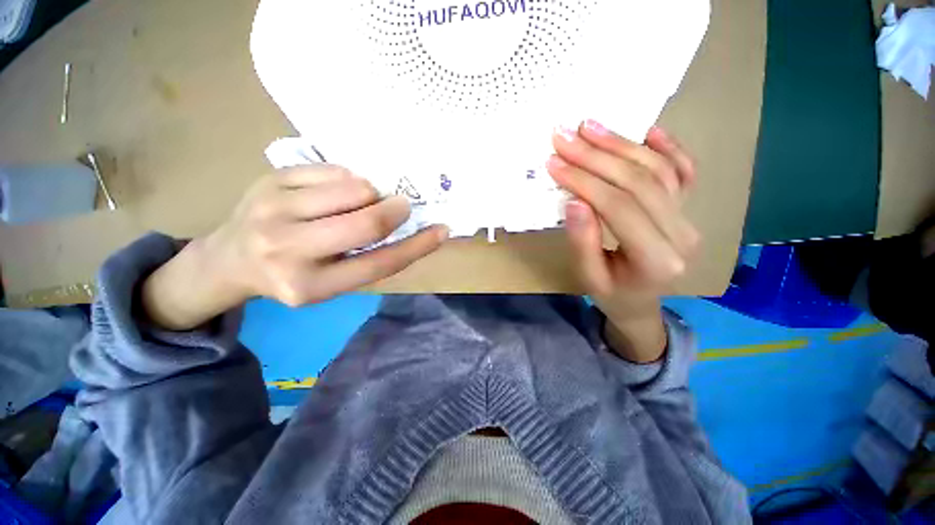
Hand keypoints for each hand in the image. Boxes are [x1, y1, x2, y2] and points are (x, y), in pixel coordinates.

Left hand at [142, 166, 447, 329]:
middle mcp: (288, 250)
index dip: (417, 246)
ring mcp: (273, 210)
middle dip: (395, 211)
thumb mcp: (333, 281)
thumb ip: (370, 259)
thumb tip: (410, 228)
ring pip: (353, 189)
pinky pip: (333, 171)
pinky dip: (348, 180)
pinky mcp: (269, 180)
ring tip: (362, 201)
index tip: (442, 230)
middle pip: (367, 222)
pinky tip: (337, 191)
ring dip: (371, 194)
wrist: (230, 259)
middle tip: (402, 206)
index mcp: (312, 286)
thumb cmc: (293, 275)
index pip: (380, 263)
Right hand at [546, 122, 698, 361]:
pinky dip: (668, 146)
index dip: (584, 181)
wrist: (640, 302)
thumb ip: (582, 242)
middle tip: (566, 136)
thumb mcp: (588, 277)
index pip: (618, 207)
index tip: (555, 163)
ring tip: (590, 126)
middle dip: (597, 156)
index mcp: (655, 259)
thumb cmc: (611, 294)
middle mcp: (680, 233)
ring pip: (658, 169)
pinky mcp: (686, 208)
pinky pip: (683, 170)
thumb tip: (574, 201)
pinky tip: (647, 130)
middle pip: (639, 182)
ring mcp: (688, 217)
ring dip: (622, 144)